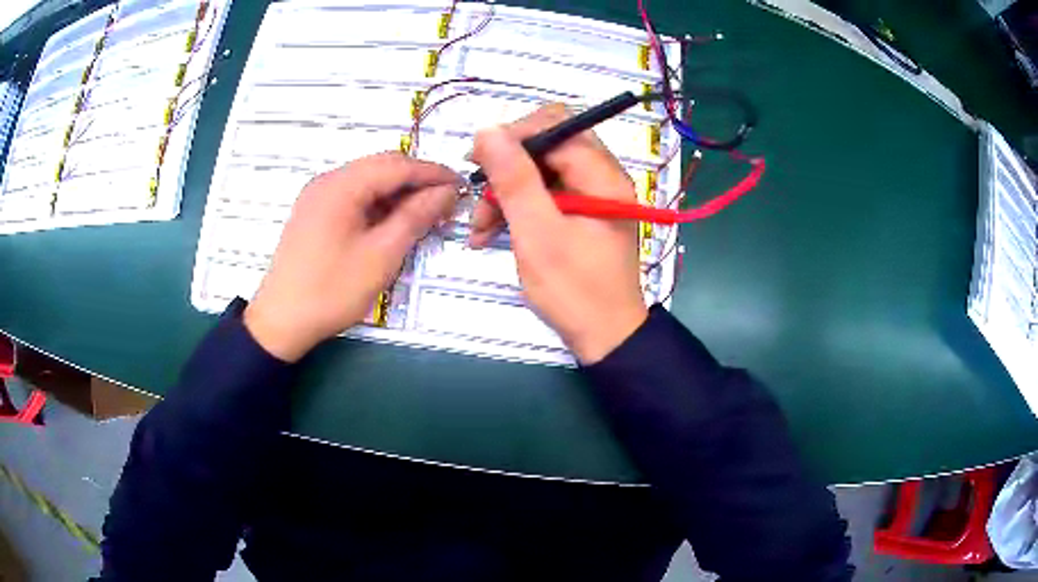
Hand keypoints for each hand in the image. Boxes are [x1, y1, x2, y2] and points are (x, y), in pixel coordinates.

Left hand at [244, 152, 460, 361]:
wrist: (281, 322)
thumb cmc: (331, 290)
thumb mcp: (381, 255)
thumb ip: (415, 216)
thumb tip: (447, 192)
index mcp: (342, 185)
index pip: (398, 166)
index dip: (433, 173)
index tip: (462, 185)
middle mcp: (328, 181)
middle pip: (382, 167)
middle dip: (416, 181)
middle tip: (445, 203)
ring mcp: (318, 196)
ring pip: (368, 181)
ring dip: (398, 192)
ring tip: (424, 215)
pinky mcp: (314, 212)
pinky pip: (353, 196)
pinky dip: (378, 204)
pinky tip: (392, 222)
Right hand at [469, 105, 647, 363]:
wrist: (606, 337)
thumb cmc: (575, 289)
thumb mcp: (538, 233)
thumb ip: (514, 179)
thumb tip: (488, 130)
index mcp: (601, 174)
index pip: (554, 126)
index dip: (512, 136)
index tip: (477, 161)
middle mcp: (601, 175)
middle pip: (546, 146)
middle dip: (506, 168)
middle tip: (476, 195)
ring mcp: (591, 194)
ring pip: (540, 171)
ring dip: (506, 193)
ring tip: (478, 228)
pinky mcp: (581, 213)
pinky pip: (544, 194)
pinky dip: (517, 208)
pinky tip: (491, 233)